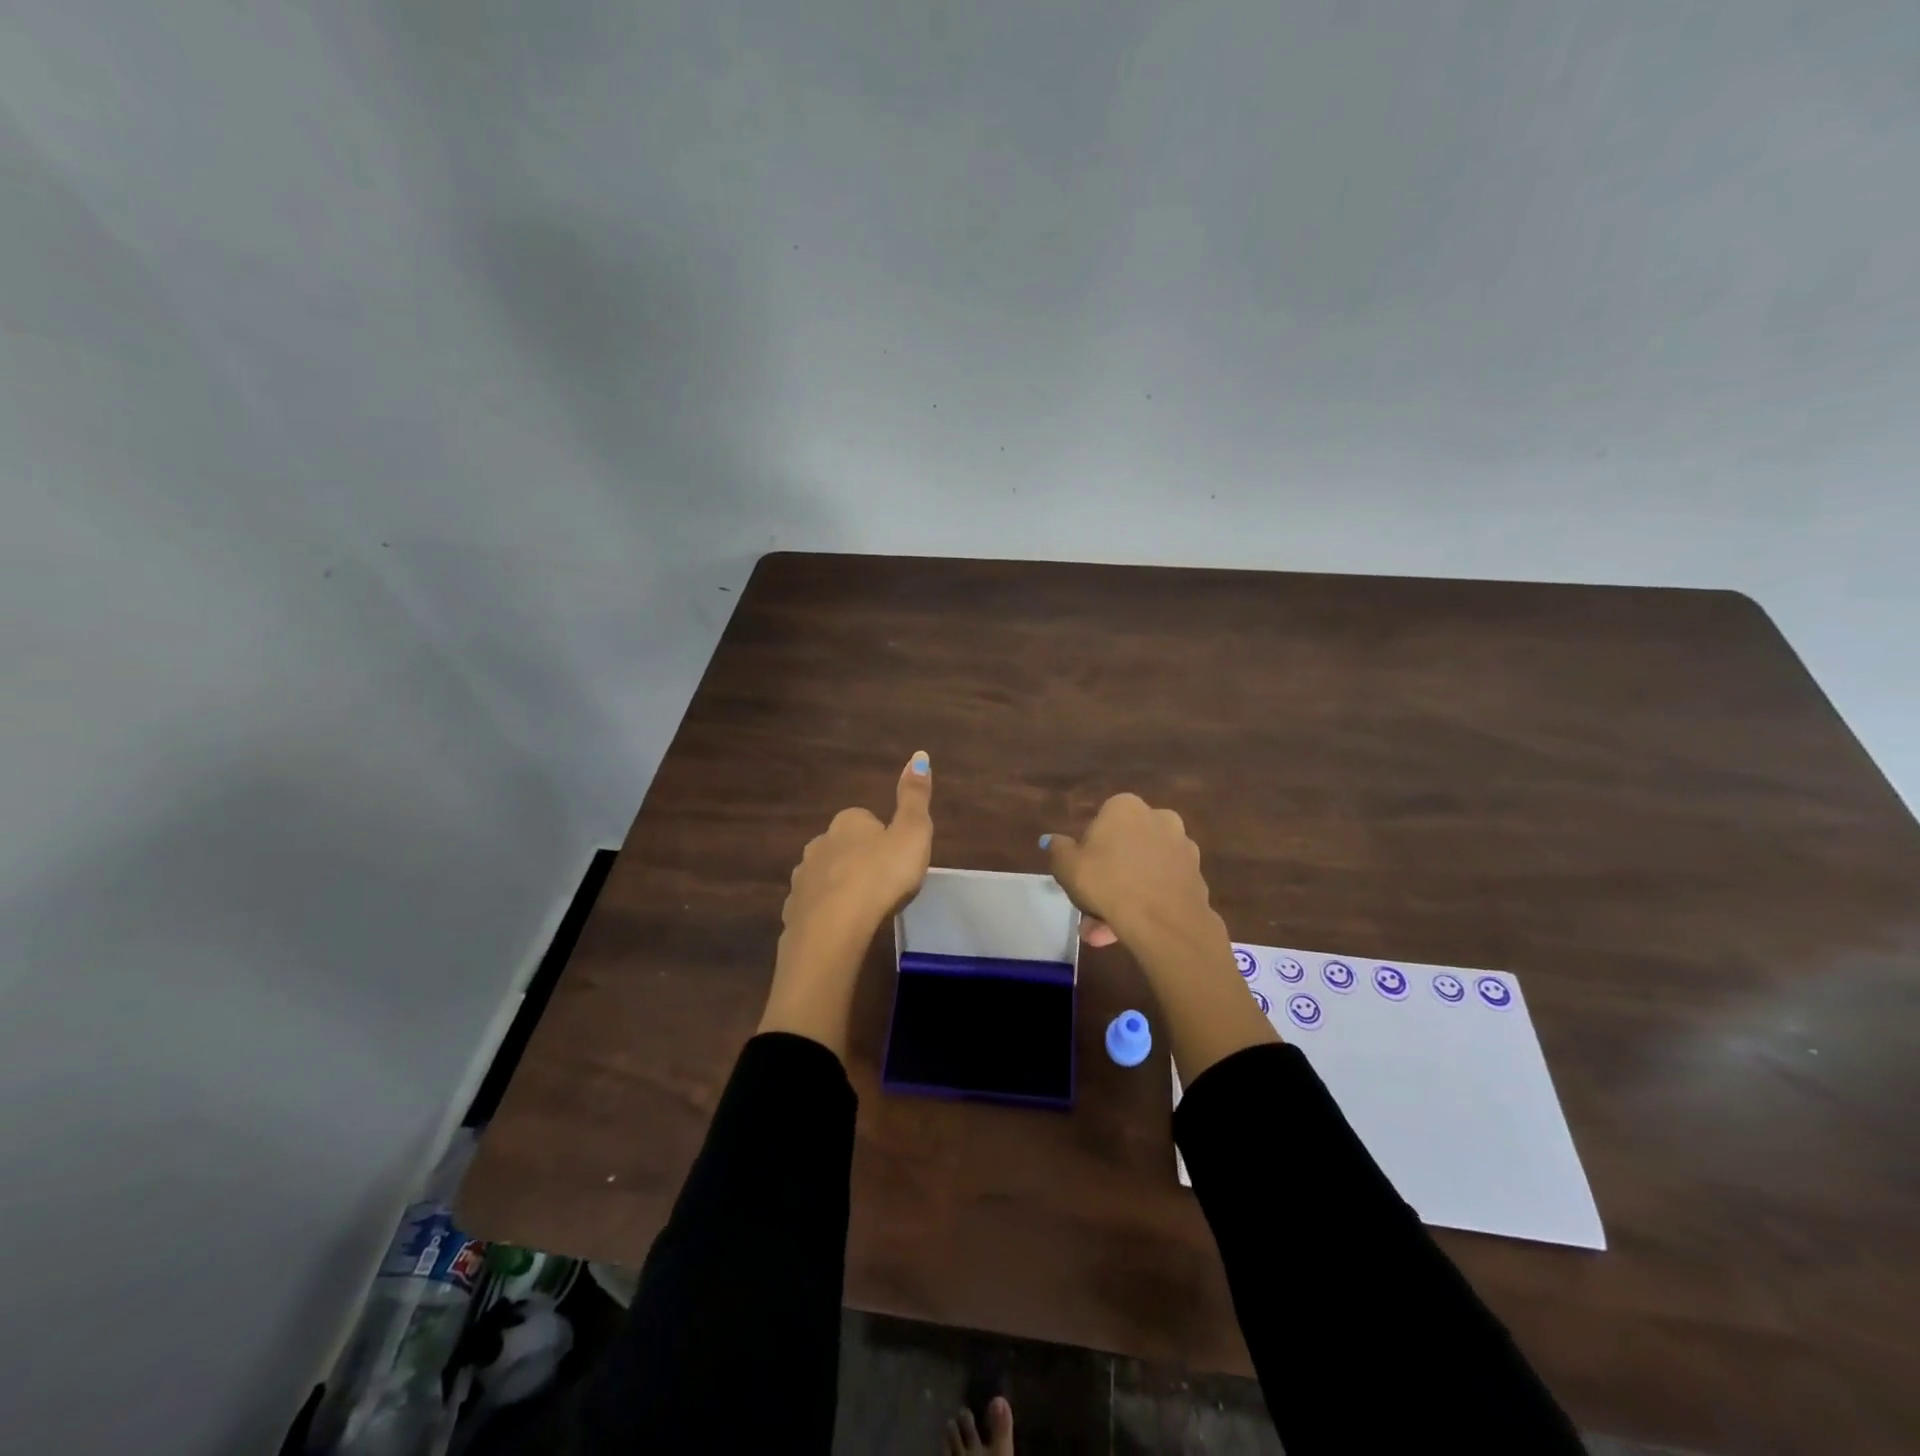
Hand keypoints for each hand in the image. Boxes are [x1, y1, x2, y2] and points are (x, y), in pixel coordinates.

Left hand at [759, 751, 933, 1058]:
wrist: (834, 928)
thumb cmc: (881, 876)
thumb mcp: (912, 833)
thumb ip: (915, 797)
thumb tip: (919, 754)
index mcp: (848, 823)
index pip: (864, 820)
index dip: (882, 836)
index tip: (896, 857)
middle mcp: (819, 844)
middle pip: (841, 846)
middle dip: (857, 859)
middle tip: (882, 883)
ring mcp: (802, 879)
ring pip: (824, 876)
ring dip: (839, 886)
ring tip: (862, 908)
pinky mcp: (794, 912)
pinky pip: (812, 908)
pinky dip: (825, 914)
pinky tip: (840, 929)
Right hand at [1042, 794, 1216, 958]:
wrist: (1165, 922)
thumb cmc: (1108, 883)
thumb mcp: (1067, 867)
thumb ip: (1058, 850)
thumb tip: (1052, 840)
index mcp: (1126, 807)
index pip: (1100, 823)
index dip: (1087, 851)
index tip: (1081, 876)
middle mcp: (1159, 818)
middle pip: (1124, 849)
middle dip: (1106, 879)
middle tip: (1089, 910)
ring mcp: (1183, 848)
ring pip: (1143, 871)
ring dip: (1124, 896)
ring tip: (1103, 932)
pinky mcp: (1197, 876)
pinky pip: (1162, 887)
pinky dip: (1147, 904)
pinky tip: (1131, 931)